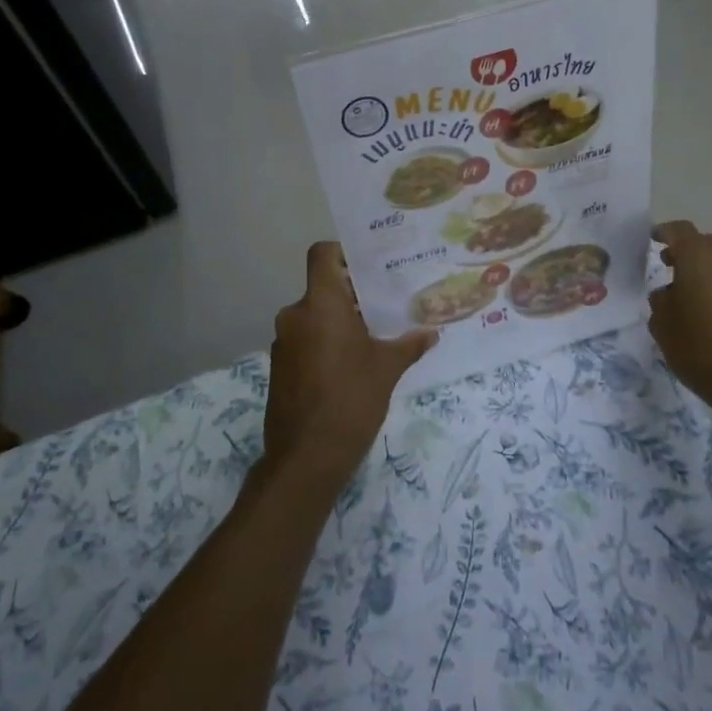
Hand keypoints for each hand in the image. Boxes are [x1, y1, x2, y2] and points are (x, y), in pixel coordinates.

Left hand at [264, 242, 436, 491]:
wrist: (306, 458)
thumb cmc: (351, 400)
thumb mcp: (387, 369)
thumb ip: (408, 345)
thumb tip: (431, 333)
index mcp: (320, 304)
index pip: (322, 255)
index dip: (342, 252)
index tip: (369, 266)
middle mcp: (296, 315)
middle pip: (323, 287)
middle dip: (352, 294)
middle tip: (385, 303)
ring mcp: (283, 342)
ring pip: (314, 316)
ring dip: (339, 320)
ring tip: (372, 336)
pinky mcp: (279, 367)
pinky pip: (305, 339)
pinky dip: (325, 342)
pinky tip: (351, 364)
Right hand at [649, 222, 711, 423]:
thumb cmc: (698, 346)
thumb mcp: (662, 323)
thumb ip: (660, 299)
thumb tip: (668, 292)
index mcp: (697, 256)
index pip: (679, 230)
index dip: (663, 232)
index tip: (652, 240)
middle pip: (702, 243)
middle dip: (685, 251)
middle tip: (667, 266)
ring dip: (704, 268)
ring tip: (687, 290)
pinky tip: (707, 308)